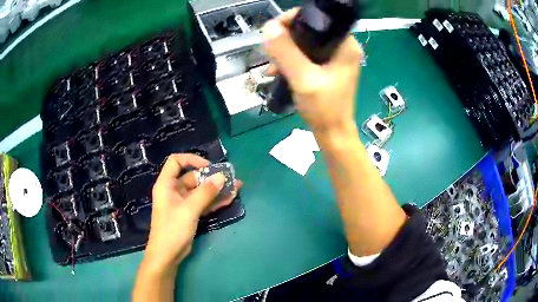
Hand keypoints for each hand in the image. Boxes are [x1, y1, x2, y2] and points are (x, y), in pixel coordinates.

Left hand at [142, 154, 241, 273]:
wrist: (167, 255)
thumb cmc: (173, 229)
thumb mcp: (189, 209)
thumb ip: (205, 193)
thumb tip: (222, 176)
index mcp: (167, 184)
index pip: (176, 161)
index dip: (192, 160)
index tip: (208, 167)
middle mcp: (174, 190)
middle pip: (193, 177)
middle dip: (211, 177)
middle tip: (230, 178)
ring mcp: (183, 203)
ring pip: (201, 191)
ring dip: (217, 189)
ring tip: (236, 187)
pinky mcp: (190, 214)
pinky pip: (203, 203)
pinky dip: (215, 201)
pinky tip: (230, 199)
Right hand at [262, 8, 363, 133]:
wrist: (332, 134)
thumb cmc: (324, 108)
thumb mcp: (303, 78)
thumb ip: (286, 52)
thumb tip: (268, 27)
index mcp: (345, 44)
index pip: (317, 19)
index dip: (292, 20)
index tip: (272, 31)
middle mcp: (342, 46)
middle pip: (309, 30)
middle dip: (286, 39)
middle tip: (270, 51)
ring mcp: (335, 57)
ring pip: (304, 43)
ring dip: (285, 51)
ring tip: (271, 66)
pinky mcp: (328, 67)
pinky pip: (306, 55)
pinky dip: (291, 61)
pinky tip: (277, 71)